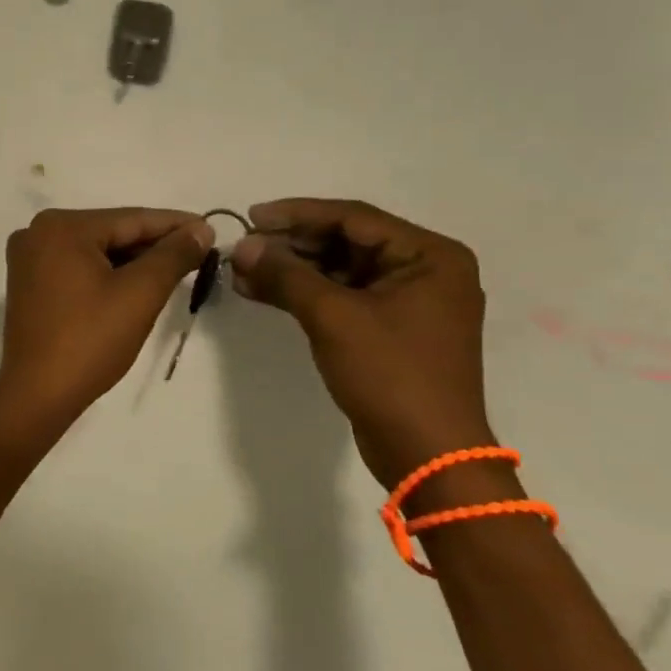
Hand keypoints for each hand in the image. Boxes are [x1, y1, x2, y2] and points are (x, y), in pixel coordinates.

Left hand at [0, 208, 213, 444]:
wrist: (37, 394)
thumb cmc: (90, 340)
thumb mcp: (139, 294)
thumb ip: (172, 256)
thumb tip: (200, 229)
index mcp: (61, 226)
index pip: (130, 218)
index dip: (175, 225)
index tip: (210, 228)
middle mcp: (38, 232)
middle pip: (111, 232)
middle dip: (154, 245)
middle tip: (198, 253)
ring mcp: (28, 258)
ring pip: (95, 251)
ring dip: (132, 261)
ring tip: (175, 269)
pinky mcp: (28, 283)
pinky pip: (77, 267)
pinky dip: (107, 273)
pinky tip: (136, 283)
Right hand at [229, 199, 498, 494]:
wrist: (428, 455)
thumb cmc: (390, 374)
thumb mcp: (333, 317)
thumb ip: (285, 274)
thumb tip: (241, 247)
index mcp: (429, 256)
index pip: (353, 218)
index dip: (297, 214)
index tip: (251, 217)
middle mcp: (424, 270)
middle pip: (345, 242)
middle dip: (290, 245)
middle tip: (243, 248)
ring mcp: (407, 301)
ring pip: (338, 269)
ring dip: (291, 270)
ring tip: (242, 270)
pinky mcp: (388, 328)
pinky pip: (340, 296)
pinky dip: (303, 293)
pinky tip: (260, 291)